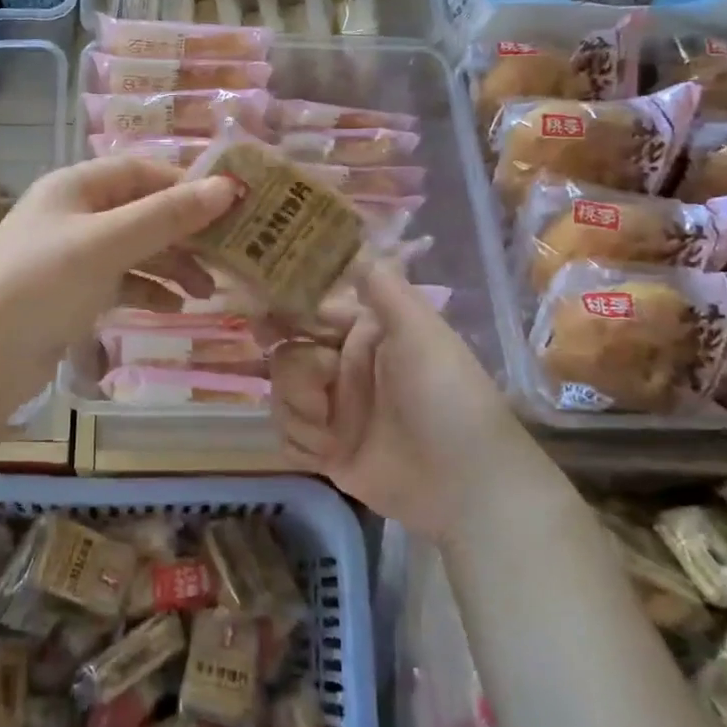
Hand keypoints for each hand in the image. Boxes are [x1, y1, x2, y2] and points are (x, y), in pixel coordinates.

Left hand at [0, 156, 237, 386]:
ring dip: (171, 266)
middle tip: (226, 255)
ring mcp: (69, 255)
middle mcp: (72, 214)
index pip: (141, 171)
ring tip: (207, 291)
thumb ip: (167, 215)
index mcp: (74, 186)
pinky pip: (119, 282)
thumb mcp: (109, 244)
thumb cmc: (44, 284)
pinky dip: (147, 291)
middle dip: (184, 234)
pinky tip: (174, 309)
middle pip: (141, 212)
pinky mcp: (69, 293)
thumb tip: (227, 186)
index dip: (185, 185)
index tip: (230, 205)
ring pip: (133, 250)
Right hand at [271, 262, 516, 538]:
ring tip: (333, 434)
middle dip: (297, 376)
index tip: (261, 320)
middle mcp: (343, 368)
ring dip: (300, 414)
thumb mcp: (420, 332)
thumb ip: (383, 287)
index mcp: (363, 334)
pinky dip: (301, 445)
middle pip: (286, 357)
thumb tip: (356, 241)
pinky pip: (286, 437)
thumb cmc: (445, 397)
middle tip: (320, 391)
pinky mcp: (327, 451)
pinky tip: (328, 456)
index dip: (282, 314)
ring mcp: (334, 411)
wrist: (465, 485)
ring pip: (281, 397)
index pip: (308, 313)